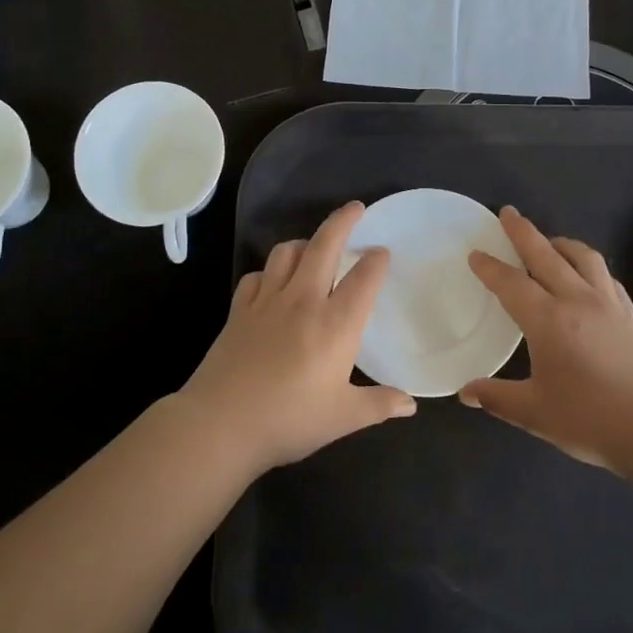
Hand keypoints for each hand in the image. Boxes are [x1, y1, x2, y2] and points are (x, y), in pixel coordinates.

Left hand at [180, 200, 414, 471]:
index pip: (363, 278)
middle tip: (356, 208)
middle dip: (343, 221)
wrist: (221, 423)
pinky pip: (256, 276)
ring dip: (305, 243)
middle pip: (325, 246)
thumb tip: (411, 404)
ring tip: (314, 246)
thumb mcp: (343, 418)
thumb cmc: (289, 419)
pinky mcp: (239, 310)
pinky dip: (269, 271)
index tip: (382, 252)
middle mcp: (304, 301)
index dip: (376, 260)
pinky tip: (273, 282)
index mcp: (336, 324)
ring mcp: (267, 302)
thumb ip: (379, 404)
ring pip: (287, 253)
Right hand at [460, 206, 632, 472]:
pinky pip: (606, 277)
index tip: (476, 253)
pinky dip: (590, 267)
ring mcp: (608, 306)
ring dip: (561, 243)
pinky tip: (587, 276)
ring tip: (548, 240)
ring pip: (583, 258)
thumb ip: (497, 398)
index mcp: (548, 320)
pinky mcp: (630, 317)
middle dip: (523, 232)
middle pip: (546, 255)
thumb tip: (466, 392)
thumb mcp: (535, 413)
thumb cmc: (591, 419)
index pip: (511, 284)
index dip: (490, 267)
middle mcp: (577, 301)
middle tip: (508, 213)